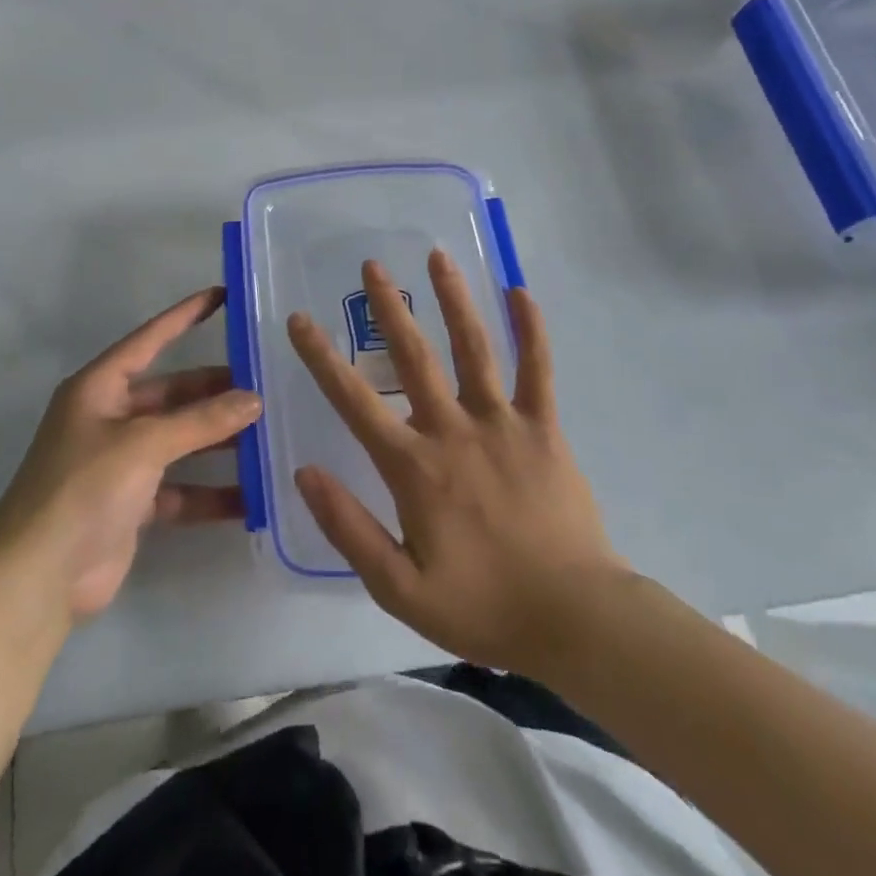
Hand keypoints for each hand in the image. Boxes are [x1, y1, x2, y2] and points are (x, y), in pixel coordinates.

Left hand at [0, 286, 260, 623]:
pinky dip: (211, 492)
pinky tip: (252, 496)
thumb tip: (254, 399)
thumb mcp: (143, 444)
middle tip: (265, 384)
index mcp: (100, 388)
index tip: (222, 295)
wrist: (38, 577)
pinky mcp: (133, 503)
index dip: (185, 315)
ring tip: (269, 434)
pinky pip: (181, 488)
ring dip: (219, 440)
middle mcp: (110, 417)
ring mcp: (122, 462)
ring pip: (181, 440)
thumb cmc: (83, 488)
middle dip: (215, 390)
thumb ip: (200, 420)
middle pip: (173, 393)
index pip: (150, 339)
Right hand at [288, 251, 627, 679]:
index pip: (353, 401)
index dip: (321, 358)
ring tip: (437, 256)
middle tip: (372, 264)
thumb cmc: (483, 606)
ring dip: (453, 300)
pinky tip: (520, 292)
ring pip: (473, 349)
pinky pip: (537, 370)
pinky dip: (531, 330)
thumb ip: (349, 528)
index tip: (300, 320)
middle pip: (413, 357)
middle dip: (389, 308)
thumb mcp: (399, 587)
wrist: (575, 619)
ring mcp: (502, 423)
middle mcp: (453, 430)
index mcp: (414, 466)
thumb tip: (304, 471)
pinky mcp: (543, 428)